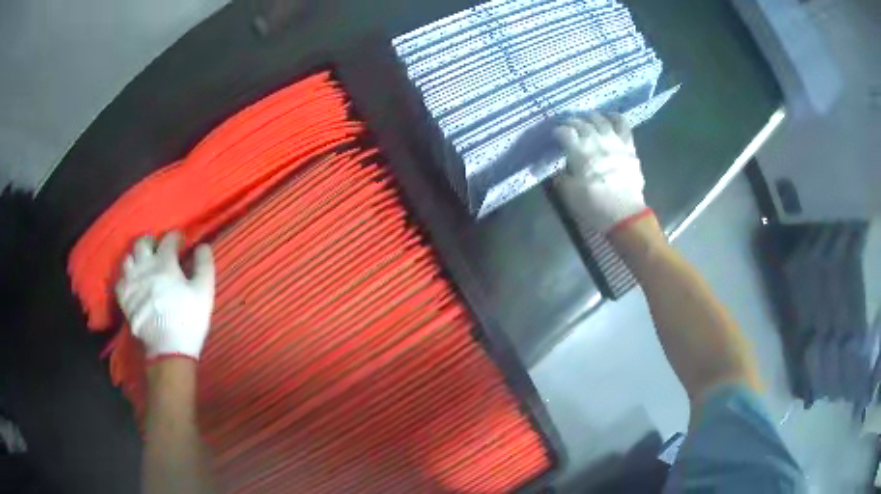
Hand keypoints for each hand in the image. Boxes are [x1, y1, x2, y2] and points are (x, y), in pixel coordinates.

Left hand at [115, 232, 214, 360]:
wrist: (168, 349)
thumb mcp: (204, 292)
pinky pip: (120, 279)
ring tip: (143, 265)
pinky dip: (126, 277)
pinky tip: (133, 283)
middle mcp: (144, 266)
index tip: (181, 241)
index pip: (168, 239)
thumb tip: (202, 245)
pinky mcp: (124, 298)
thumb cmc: (188, 319)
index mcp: (164, 262)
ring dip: (137, 257)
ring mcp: (131, 282)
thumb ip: (204, 265)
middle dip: (152, 242)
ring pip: (128, 258)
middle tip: (159, 249)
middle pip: (142, 242)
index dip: (175, 237)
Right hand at [553, 113, 650, 231]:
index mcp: (579, 150)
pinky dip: (614, 117)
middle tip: (569, 128)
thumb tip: (558, 169)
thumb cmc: (594, 205)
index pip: (564, 131)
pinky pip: (622, 124)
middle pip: (581, 122)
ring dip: (590, 117)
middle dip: (572, 122)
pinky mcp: (628, 145)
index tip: (555, 137)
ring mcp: (613, 140)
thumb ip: (561, 176)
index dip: (558, 132)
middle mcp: (595, 139)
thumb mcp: (568, 193)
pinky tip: (609, 117)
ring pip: (599, 119)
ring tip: (586, 120)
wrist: (624, 213)